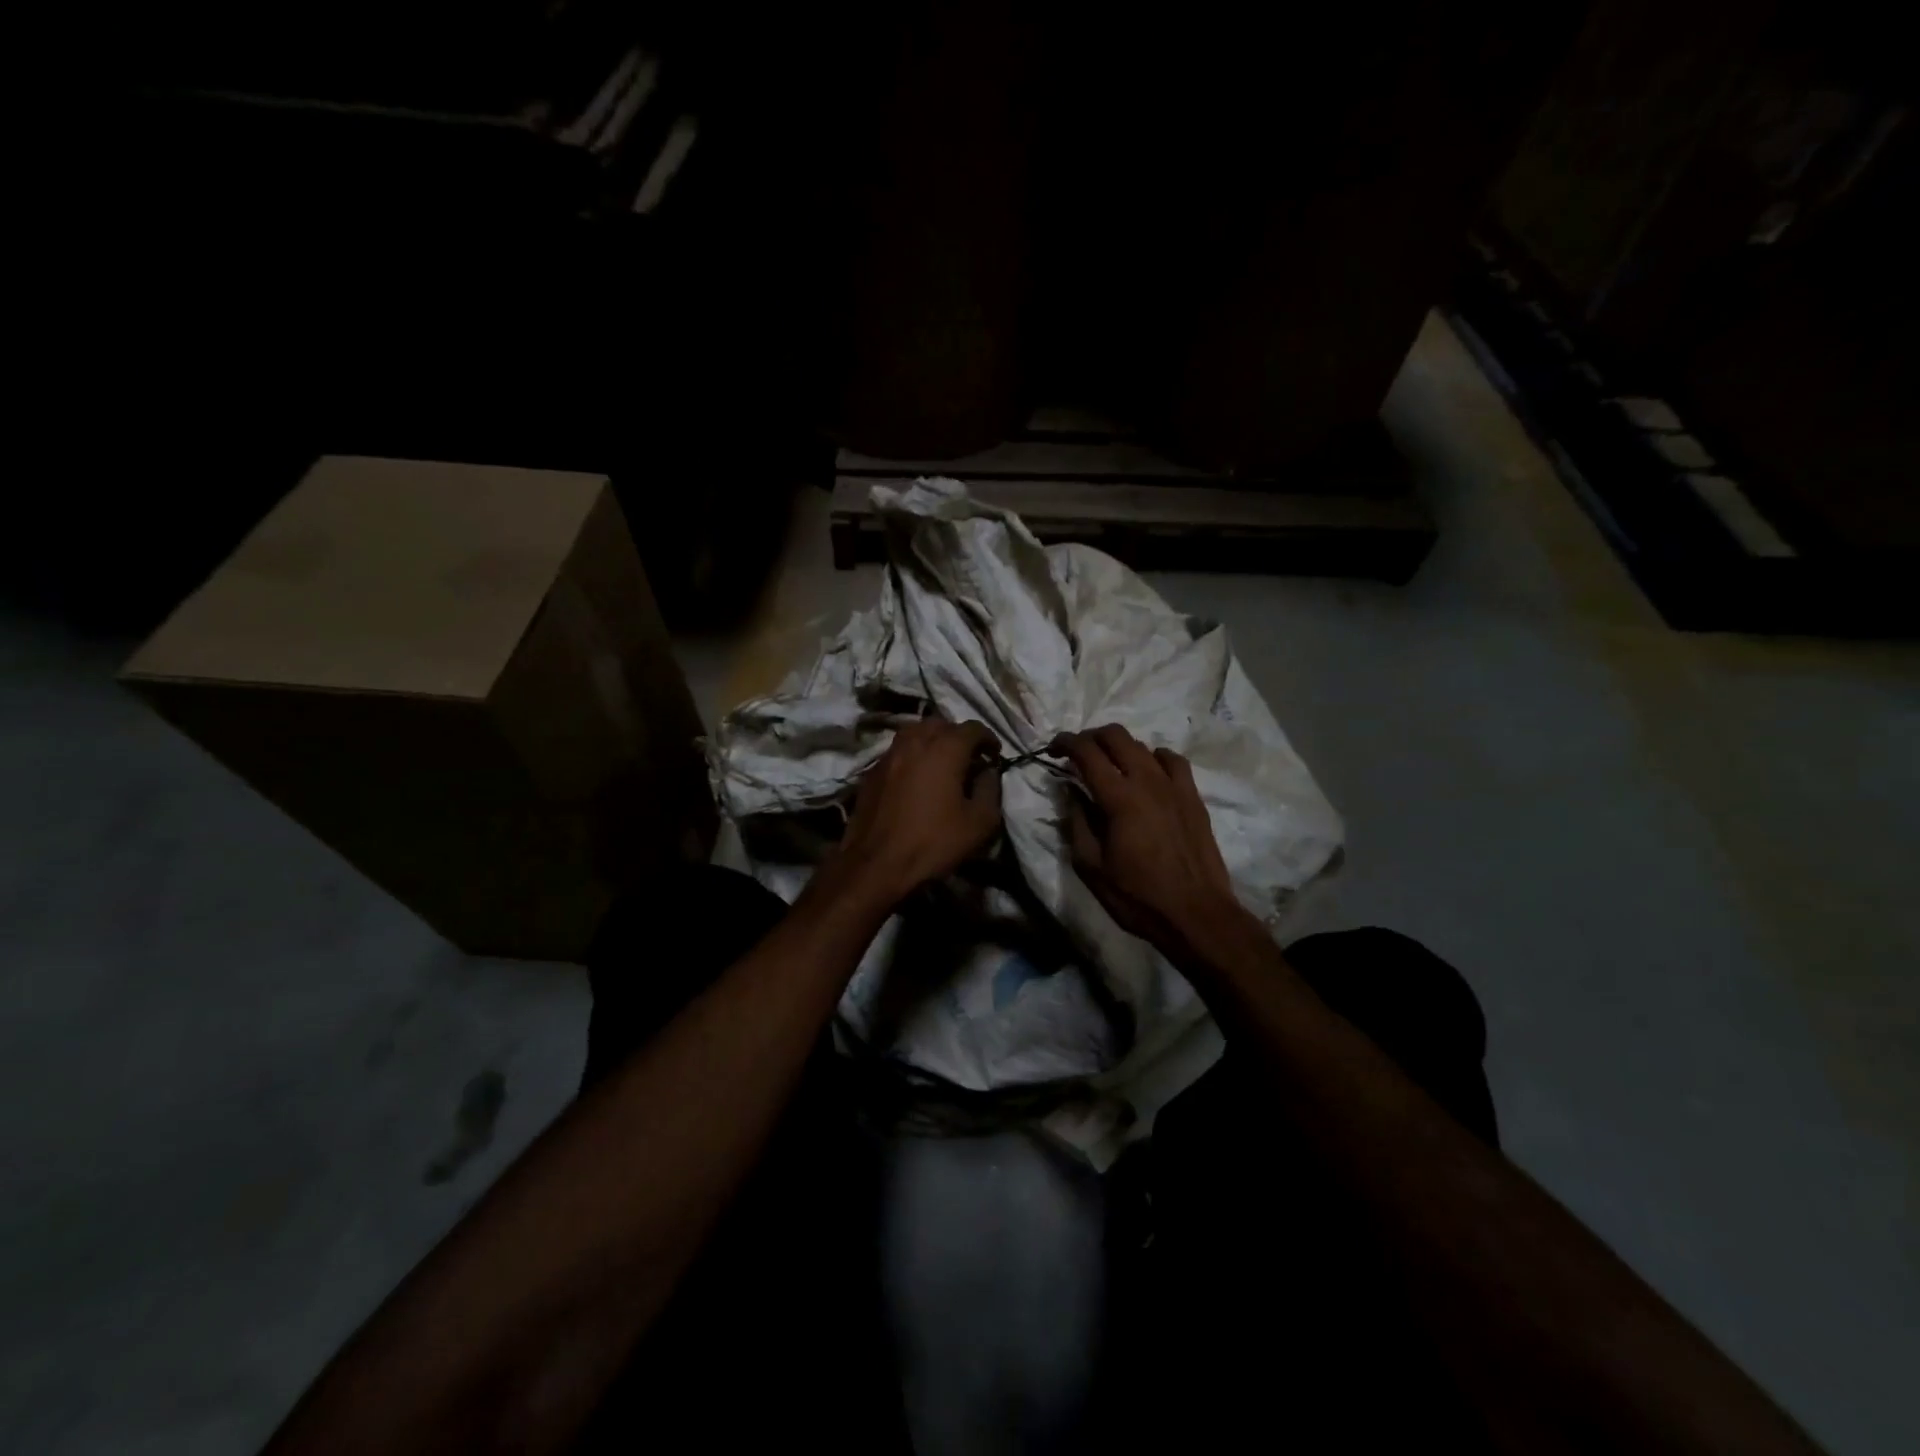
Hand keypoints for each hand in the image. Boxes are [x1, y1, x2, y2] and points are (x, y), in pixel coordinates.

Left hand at [827, 719, 1003, 906]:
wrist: (876, 863)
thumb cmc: (933, 842)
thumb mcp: (979, 823)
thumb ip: (990, 789)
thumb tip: (988, 772)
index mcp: (945, 748)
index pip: (973, 728)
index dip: (989, 739)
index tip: (995, 756)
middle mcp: (915, 741)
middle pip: (942, 724)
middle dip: (959, 736)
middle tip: (969, 758)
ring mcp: (889, 754)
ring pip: (916, 732)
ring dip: (933, 741)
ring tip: (942, 763)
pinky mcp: (872, 770)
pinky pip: (899, 751)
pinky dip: (913, 755)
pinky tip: (917, 777)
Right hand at [1053, 725, 1250, 960]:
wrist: (1196, 914)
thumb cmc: (1137, 897)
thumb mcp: (1091, 867)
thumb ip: (1077, 823)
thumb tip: (1070, 792)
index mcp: (1119, 798)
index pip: (1087, 752)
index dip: (1065, 743)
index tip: (1052, 750)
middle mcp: (1147, 781)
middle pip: (1116, 736)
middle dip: (1090, 737)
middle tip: (1076, 753)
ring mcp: (1174, 786)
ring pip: (1143, 745)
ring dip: (1119, 747)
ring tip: (1109, 765)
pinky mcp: (1193, 797)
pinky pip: (1173, 761)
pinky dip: (1154, 757)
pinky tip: (1148, 772)